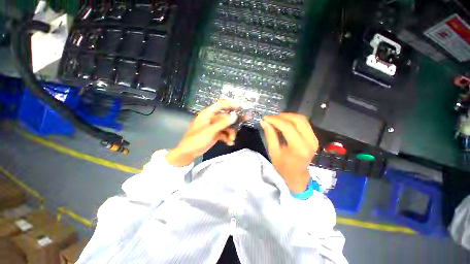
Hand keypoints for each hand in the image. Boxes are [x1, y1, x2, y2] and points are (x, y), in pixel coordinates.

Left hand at [166, 100, 239, 166]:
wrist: (189, 152)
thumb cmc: (196, 139)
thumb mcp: (210, 131)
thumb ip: (222, 123)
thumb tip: (235, 116)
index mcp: (208, 114)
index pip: (220, 105)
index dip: (230, 104)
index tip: (239, 108)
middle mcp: (212, 119)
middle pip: (226, 118)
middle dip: (233, 124)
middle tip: (241, 126)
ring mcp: (214, 127)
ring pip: (226, 126)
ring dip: (231, 133)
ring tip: (232, 140)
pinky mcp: (215, 134)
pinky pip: (224, 133)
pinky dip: (227, 138)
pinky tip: (230, 143)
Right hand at [261, 113, 318, 193]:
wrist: (298, 176)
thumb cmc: (283, 167)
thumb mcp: (273, 152)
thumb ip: (270, 135)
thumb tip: (264, 122)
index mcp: (299, 148)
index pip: (288, 127)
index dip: (275, 120)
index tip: (265, 118)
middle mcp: (310, 141)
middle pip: (297, 120)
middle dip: (282, 116)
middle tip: (271, 118)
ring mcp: (314, 138)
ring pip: (302, 119)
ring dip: (288, 116)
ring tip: (276, 120)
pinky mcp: (314, 137)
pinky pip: (304, 123)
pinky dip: (293, 120)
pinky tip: (284, 123)